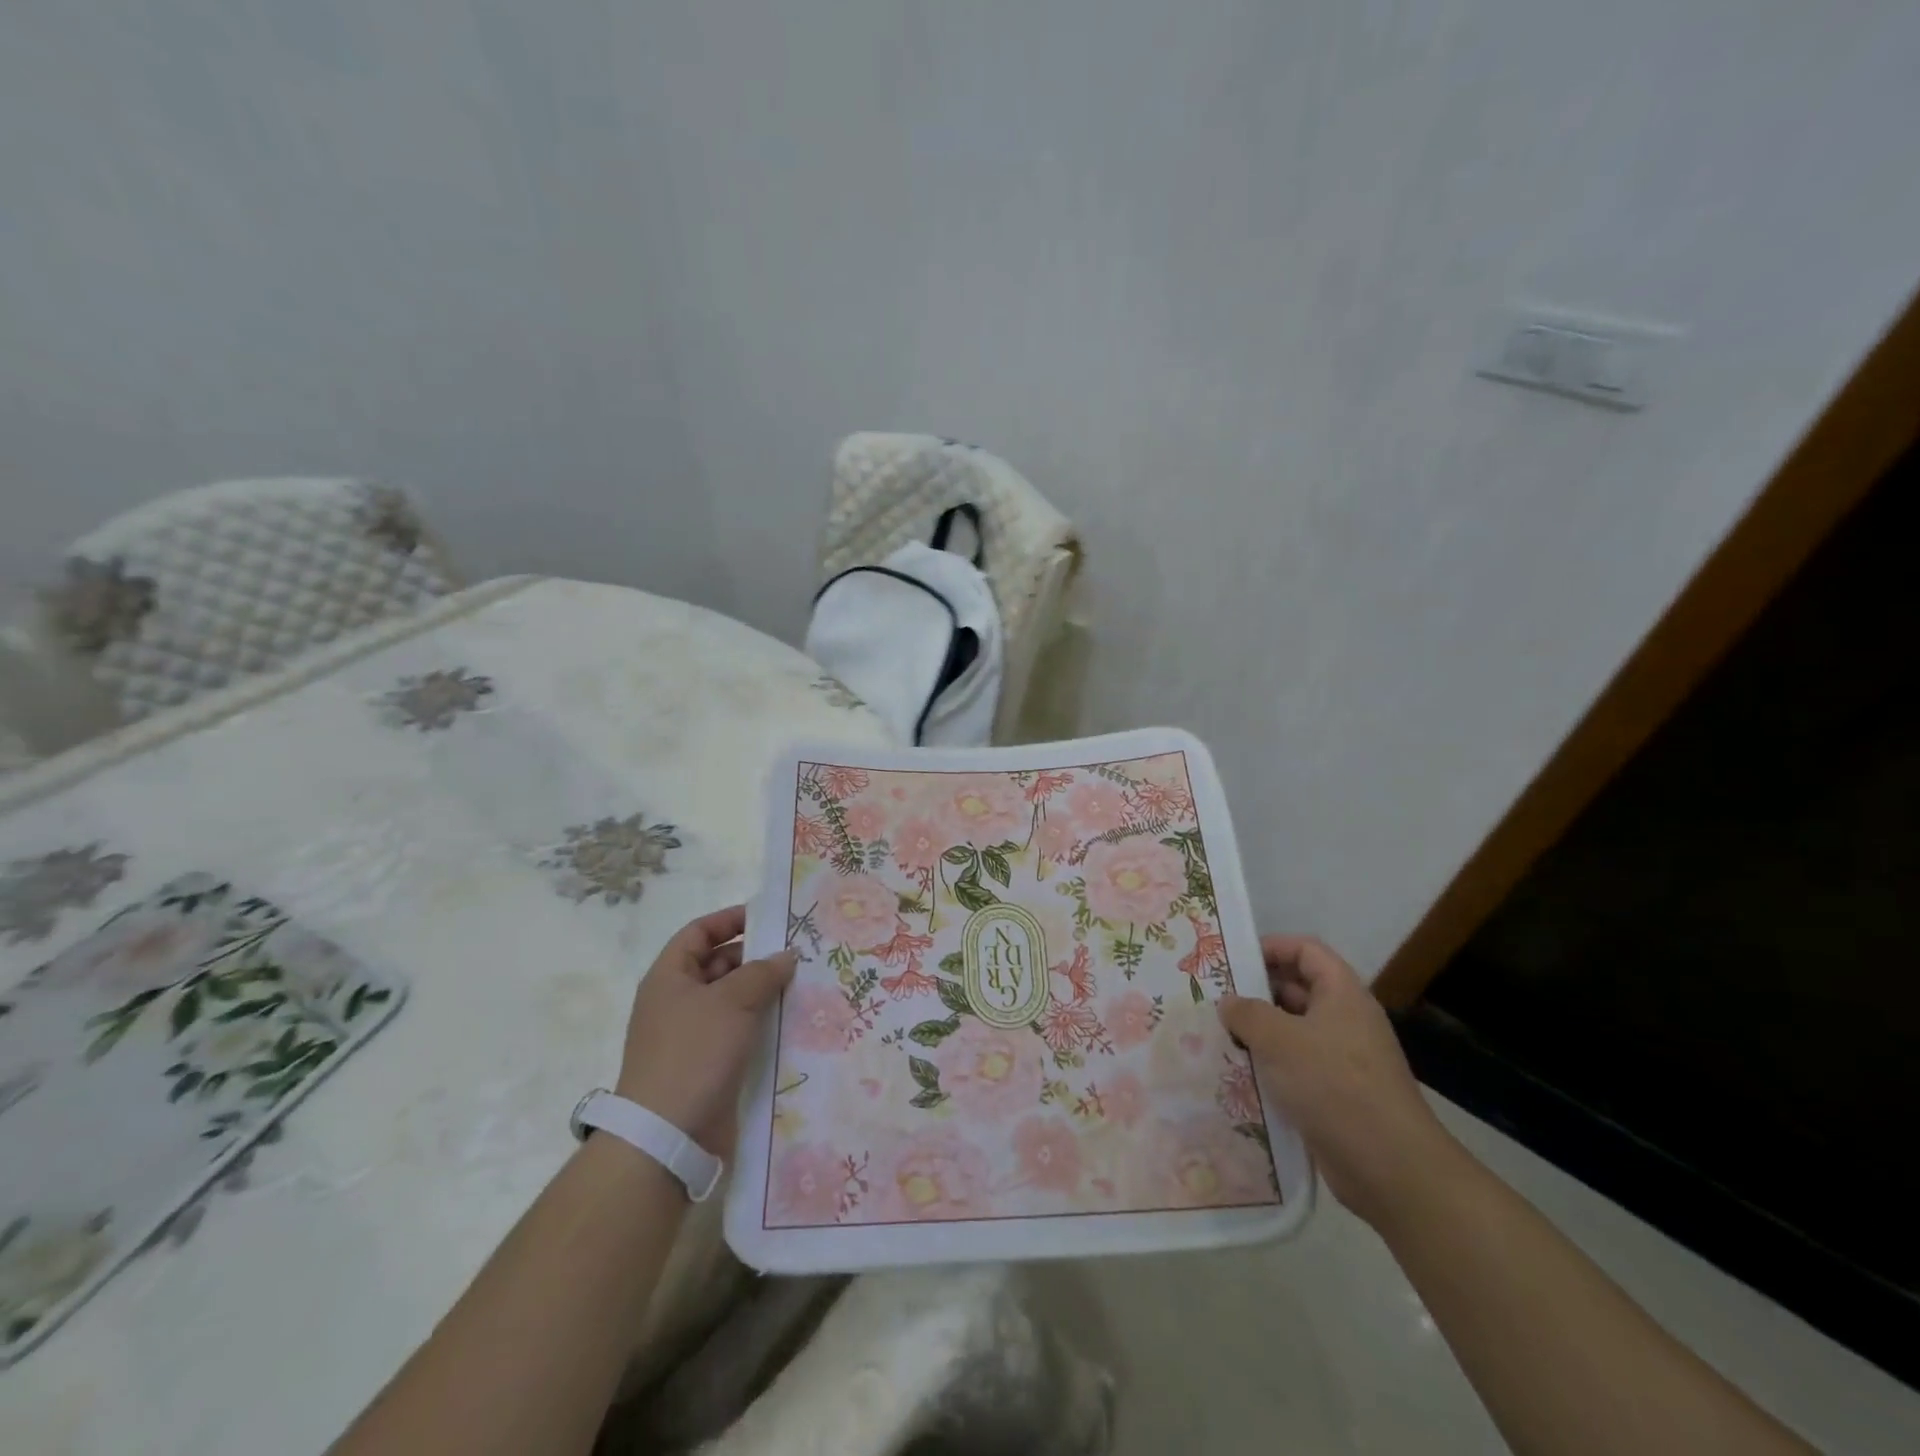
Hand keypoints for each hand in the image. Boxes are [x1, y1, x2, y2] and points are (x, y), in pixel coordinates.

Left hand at [614, 905, 795, 1155]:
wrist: (667, 1136)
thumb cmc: (694, 1053)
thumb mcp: (732, 1001)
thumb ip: (762, 972)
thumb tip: (785, 956)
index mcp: (669, 977)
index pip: (699, 932)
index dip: (731, 920)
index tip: (769, 918)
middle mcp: (676, 1001)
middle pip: (717, 965)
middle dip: (755, 957)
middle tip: (797, 954)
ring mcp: (690, 1036)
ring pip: (731, 1000)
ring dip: (762, 992)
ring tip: (802, 986)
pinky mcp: (706, 1065)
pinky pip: (737, 1032)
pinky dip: (760, 1023)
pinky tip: (790, 1022)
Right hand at [1219, 935, 1457, 1229]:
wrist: (1391, 1169)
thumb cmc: (1335, 1086)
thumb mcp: (1280, 1040)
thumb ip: (1247, 1013)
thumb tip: (1229, 1003)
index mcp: (1342, 994)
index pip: (1307, 950)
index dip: (1271, 946)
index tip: (1233, 958)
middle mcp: (1345, 1020)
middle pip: (1298, 989)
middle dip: (1256, 991)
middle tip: (1213, 998)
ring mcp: (1343, 1059)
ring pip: (1293, 1031)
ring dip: (1258, 1033)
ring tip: (1216, 1035)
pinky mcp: (1336, 1094)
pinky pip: (1296, 1067)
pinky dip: (1269, 1067)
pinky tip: (1238, 1075)